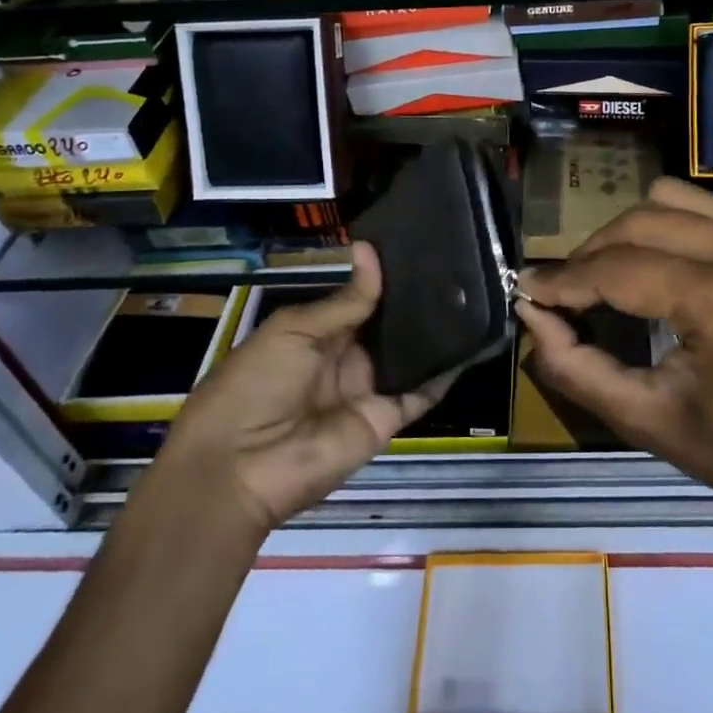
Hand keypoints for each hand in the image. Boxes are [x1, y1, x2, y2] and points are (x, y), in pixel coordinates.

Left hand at [161, 243, 448, 532]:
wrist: (240, 468)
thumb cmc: (255, 384)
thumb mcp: (294, 331)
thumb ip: (345, 300)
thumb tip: (370, 249)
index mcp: (318, 334)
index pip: (361, 299)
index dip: (386, 276)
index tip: (422, 245)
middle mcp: (347, 359)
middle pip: (388, 326)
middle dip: (417, 300)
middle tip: (457, 264)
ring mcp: (368, 389)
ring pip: (410, 355)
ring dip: (436, 331)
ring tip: (472, 292)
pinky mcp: (386, 419)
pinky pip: (421, 394)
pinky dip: (446, 372)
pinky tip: (473, 342)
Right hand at [518, 178, 712, 552]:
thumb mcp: (650, 422)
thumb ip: (576, 367)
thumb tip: (533, 315)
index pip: (618, 268)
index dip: (564, 278)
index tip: (526, 289)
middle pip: (641, 219)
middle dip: (592, 252)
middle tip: (567, 293)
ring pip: (673, 199)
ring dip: (630, 232)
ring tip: (611, 277)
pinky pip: (708, 210)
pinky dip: (671, 229)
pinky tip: (659, 268)